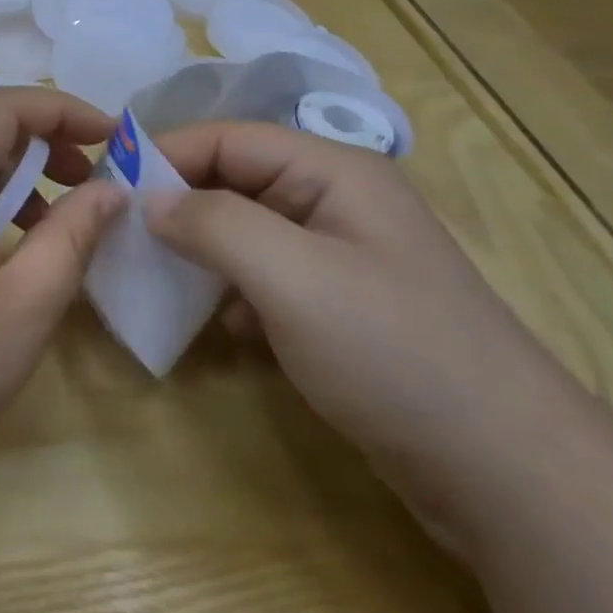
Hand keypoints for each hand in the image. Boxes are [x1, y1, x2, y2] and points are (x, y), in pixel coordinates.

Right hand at [143, 121, 578, 537]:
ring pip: (242, 231)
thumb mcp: (293, 277)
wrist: (506, 474)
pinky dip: (229, 292)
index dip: (164, 154)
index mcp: (332, 172)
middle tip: (118, 235)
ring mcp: (336, 256)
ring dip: (197, 250)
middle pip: (233, 180)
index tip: (106, 186)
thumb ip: (215, 224)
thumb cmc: (394, 354)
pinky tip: (221, 327)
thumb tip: (150, 199)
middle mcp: (332, 202)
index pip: (227, 138)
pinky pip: (261, 277)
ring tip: (152, 276)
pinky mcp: (334, 306)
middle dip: (176, 204)